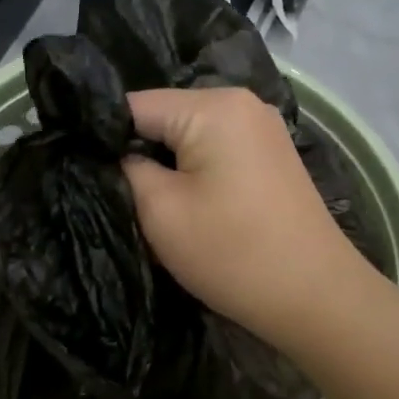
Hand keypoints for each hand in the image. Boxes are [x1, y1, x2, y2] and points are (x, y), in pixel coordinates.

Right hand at [123, 87, 372, 344]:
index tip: (83, 171)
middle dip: (138, 153)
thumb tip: (119, 155)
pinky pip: (217, 151)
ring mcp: (263, 128)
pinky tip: (191, 206)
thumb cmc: (232, 253)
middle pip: (165, 117)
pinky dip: (196, 173)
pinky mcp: (272, 156)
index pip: (134, 105)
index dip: (102, 138)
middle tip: (117, 195)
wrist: (314, 295)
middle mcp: (242, 102)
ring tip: (152, 205)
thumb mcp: (160, 212)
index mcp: (213, 105)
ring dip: (168, 167)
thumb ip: (128, 170)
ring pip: (190, 137)